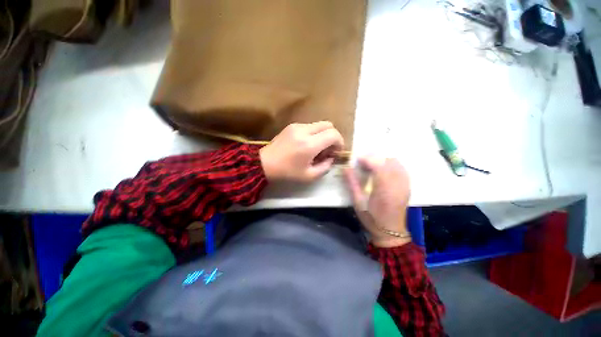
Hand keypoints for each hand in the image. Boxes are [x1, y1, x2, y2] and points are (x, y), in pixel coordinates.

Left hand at [260, 121, 343, 181]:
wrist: (265, 163)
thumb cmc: (287, 172)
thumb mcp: (309, 176)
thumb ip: (325, 167)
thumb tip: (331, 157)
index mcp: (309, 144)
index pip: (333, 134)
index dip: (339, 142)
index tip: (336, 152)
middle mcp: (304, 131)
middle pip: (328, 125)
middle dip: (333, 137)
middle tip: (328, 150)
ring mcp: (297, 126)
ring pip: (319, 124)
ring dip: (323, 135)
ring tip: (316, 149)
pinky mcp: (292, 125)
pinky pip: (310, 126)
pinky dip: (314, 134)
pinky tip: (307, 145)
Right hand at [344, 157, 410, 247]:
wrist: (390, 231)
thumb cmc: (371, 218)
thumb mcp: (358, 202)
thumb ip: (352, 183)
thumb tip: (346, 168)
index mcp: (384, 189)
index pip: (378, 165)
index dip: (367, 159)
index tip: (357, 159)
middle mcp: (397, 184)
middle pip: (388, 161)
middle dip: (374, 158)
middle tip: (363, 162)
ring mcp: (405, 184)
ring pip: (396, 163)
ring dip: (383, 160)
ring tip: (372, 165)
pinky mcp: (407, 186)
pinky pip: (401, 168)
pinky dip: (391, 165)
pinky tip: (383, 170)